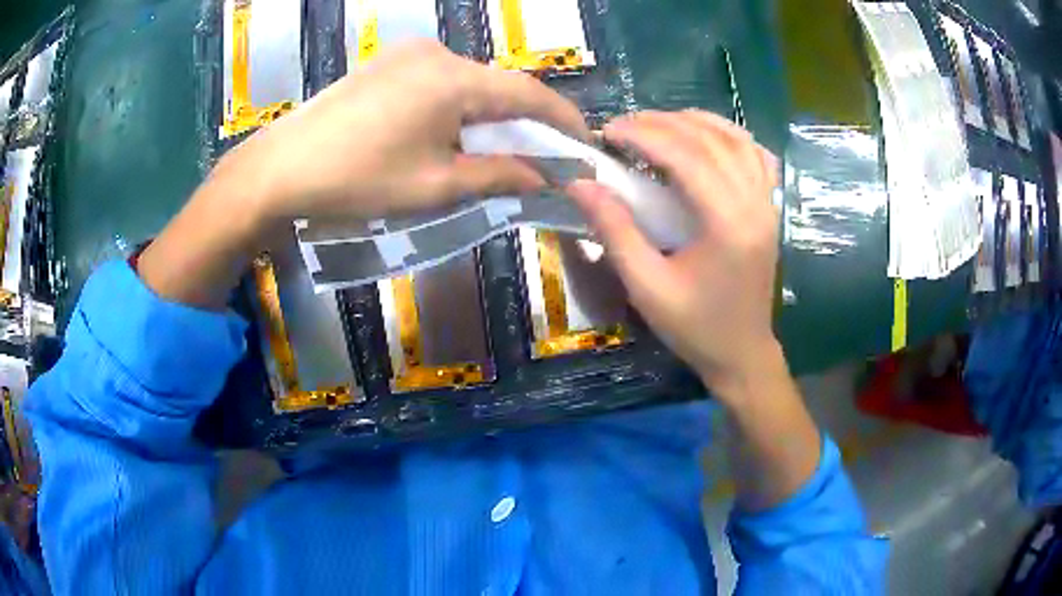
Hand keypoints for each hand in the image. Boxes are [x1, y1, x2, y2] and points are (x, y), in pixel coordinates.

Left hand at [217, 39, 588, 223]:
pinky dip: (458, 106)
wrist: (279, 170)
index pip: (529, 94)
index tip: (585, 146)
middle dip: (526, 120)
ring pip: (469, 83)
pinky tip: (453, 132)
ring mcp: (407, 55)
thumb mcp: (435, 186)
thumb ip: (497, 175)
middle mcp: (437, 54)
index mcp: (454, 80)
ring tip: (500, 149)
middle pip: (499, 86)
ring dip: (490, 114)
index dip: (563, 120)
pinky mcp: (386, 64)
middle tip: (545, 154)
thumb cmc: (357, 180)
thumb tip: (541, 176)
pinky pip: (439, 81)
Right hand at [568, 111, 779, 399]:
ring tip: (658, 124)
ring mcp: (768, 204)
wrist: (742, 353)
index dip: (643, 135)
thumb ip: (614, 231)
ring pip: (737, 139)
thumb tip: (579, 183)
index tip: (607, 133)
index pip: (686, 156)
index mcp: (727, 224)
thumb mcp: (646, 286)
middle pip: (710, 140)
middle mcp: (754, 204)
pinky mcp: (770, 209)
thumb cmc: (694, 327)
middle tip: (623, 126)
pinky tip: (706, 137)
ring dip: (696, 122)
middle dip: (663, 123)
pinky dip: (730, 136)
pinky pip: (756, 156)